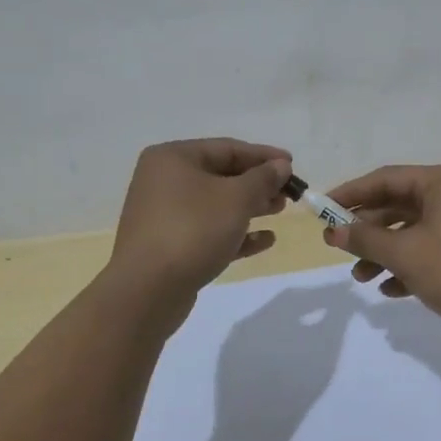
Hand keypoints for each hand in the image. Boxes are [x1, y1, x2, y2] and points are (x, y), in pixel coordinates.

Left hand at [109, 139, 292, 299]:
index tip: (292, 165)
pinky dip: (235, 232)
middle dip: (258, 183)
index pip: (227, 148)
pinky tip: (265, 240)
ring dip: (250, 206)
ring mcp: (164, 215)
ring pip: (216, 204)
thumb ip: (263, 178)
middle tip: (288, 192)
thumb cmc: (193, 230)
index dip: (263, 156)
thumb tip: (281, 165)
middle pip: (221, 175)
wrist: (147, 291)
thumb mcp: (237, 198)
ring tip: (280, 211)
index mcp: (173, 158)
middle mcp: (164, 181)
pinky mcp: (169, 245)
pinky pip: (208, 231)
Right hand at [322, 163, 440, 333]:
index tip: (320, 209)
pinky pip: (428, 248)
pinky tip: (389, 289)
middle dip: (366, 229)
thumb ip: (366, 239)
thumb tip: (333, 231)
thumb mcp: (406, 254)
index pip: (385, 178)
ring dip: (383, 252)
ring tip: (360, 277)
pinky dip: (406, 265)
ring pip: (411, 230)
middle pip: (397, 204)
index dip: (350, 193)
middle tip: (335, 246)